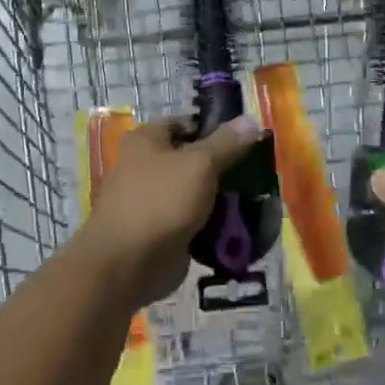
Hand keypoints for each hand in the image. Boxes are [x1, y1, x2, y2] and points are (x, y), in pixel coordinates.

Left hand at [73, 115, 261, 309]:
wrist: (128, 264)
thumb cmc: (161, 200)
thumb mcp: (200, 163)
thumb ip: (227, 143)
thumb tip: (251, 120)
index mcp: (147, 139)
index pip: (187, 123)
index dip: (217, 128)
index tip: (248, 139)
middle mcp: (146, 166)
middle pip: (193, 158)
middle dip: (224, 165)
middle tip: (256, 171)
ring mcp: (154, 200)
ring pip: (196, 191)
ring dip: (222, 197)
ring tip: (254, 198)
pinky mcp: (162, 230)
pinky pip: (194, 220)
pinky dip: (213, 223)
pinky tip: (240, 225)